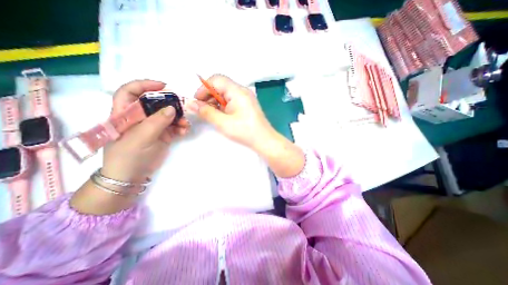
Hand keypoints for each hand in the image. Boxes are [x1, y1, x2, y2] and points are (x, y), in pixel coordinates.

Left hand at [102, 79, 190, 182]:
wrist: (132, 176)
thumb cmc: (128, 156)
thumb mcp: (141, 137)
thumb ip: (157, 121)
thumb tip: (172, 108)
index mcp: (125, 114)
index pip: (130, 92)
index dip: (145, 86)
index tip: (163, 86)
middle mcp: (140, 117)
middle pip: (155, 103)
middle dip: (170, 104)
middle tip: (183, 107)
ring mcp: (152, 126)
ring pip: (168, 115)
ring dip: (179, 118)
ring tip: (185, 125)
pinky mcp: (163, 135)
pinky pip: (174, 127)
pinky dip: (180, 128)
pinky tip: (184, 132)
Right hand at [189, 76, 302, 177]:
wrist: (264, 141)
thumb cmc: (245, 132)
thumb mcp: (223, 123)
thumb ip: (206, 112)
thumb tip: (190, 104)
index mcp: (238, 91)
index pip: (216, 79)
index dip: (203, 88)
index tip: (197, 102)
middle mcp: (242, 91)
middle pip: (221, 85)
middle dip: (208, 95)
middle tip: (202, 109)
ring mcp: (246, 97)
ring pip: (226, 93)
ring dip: (215, 100)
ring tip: (210, 113)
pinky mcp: (246, 104)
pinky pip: (231, 99)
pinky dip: (223, 105)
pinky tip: (220, 114)